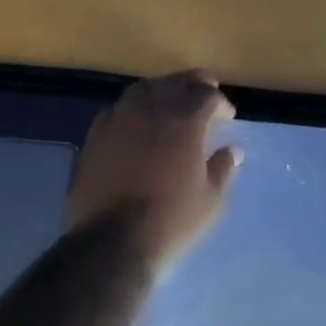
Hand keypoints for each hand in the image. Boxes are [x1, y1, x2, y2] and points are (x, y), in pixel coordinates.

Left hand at [65, 70, 240, 275]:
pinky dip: (133, 110)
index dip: (220, 102)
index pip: (205, 95)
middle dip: (192, 85)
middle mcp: (149, 111)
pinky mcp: (94, 138)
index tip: (228, 116)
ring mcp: (117, 121)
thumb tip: (231, 150)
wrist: (112, 242)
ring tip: (170, 104)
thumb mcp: (210, 199)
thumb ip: (222, 168)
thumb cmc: (171, 221)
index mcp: (183, 122)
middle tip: (204, 95)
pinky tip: (137, 124)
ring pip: (141, 90)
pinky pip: (116, 110)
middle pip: (173, 83)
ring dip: (161, 91)